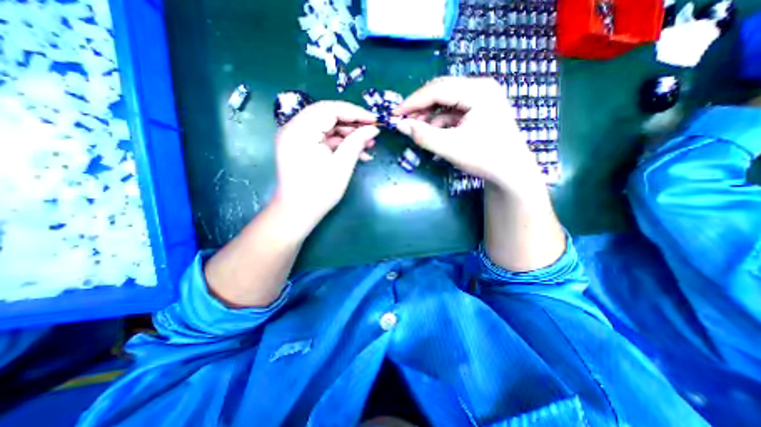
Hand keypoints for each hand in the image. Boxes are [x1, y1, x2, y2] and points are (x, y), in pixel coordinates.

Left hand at [275, 101, 377, 234]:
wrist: (297, 212)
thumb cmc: (319, 192)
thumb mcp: (342, 166)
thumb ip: (357, 142)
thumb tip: (373, 128)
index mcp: (300, 131)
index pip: (330, 109)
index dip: (355, 112)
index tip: (374, 119)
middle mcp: (293, 128)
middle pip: (327, 115)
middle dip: (353, 123)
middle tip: (373, 131)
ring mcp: (296, 137)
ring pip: (327, 127)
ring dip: (348, 134)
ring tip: (369, 143)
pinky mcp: (301, 146)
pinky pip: (323, 138)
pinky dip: (340, 143)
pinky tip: (357, 152)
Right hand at [395, 77, 543, 190]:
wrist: (511, 173)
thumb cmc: (485, 158)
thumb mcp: (451, 148)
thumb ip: (424, 136)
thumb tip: (400, 125)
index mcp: (479, 91)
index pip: (438, 89)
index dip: (413, 102)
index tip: (395, 114)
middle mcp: (480, 88)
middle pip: (442, 91)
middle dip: (420, 107)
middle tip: (403, 121)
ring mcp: (481, 99)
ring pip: (446, 102)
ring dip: (429, 115)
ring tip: (416, 129)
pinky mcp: (479, 110)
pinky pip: (453, 111)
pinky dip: (439, 121)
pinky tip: (432, 132)